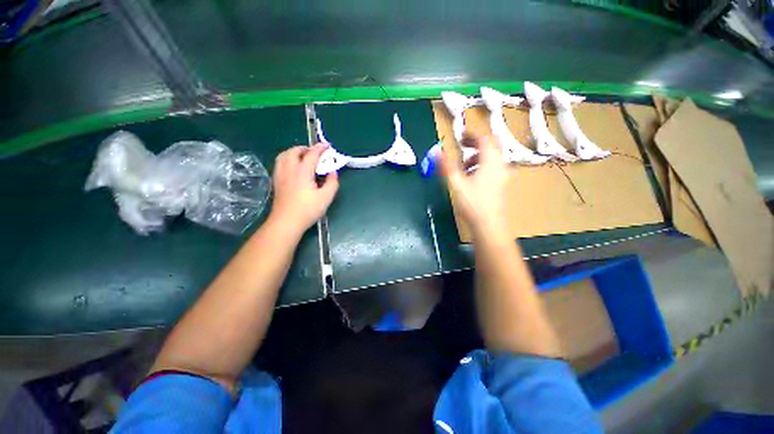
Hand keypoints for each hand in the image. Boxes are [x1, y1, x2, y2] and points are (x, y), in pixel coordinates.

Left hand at [269, 144, 338, 234]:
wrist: (286, 222)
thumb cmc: (308, 210)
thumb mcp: (326, 197)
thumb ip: (332, 182)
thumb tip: (333, 172)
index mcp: (302, 171)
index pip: (312, 154)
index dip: (320, 148)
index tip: (327, 146)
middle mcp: (289, 169)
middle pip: (295, 151)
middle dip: (306, 148)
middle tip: (316, 153)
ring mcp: (280, 175)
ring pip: (284, 155)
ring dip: (295, 152)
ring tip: (303, 157)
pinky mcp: (276, 181)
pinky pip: (280, 163)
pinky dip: (287, 158)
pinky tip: (293, 167)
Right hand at [440, 135, 509, 238]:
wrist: (489, 225)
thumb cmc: (473, 203)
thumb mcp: (457, 183)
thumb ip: (447, 165)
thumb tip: (437, 151)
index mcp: (491, 161)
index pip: (484, 139)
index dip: (472, 135)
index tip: (460, 136)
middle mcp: (500, 164)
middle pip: (490, 146)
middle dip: (475, 145)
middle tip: (461, 147)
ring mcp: (503, 175)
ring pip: (491, 158)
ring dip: (477, 157)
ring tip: (463, 166)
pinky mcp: (501, 184)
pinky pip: (492, 167)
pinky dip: (482, 166)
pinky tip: (471, 177)